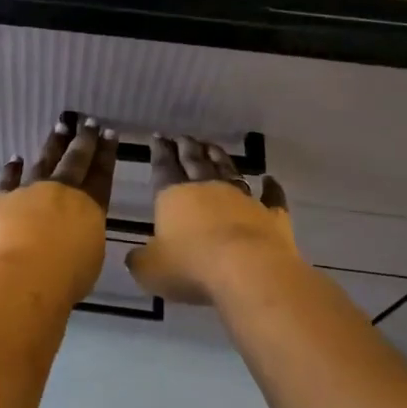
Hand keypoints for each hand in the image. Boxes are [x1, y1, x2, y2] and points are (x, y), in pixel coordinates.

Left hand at [0, 117, 118, 306]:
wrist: (21, 277)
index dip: (106, 153)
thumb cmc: (65, 277)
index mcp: (89, 207)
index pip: (101, 174)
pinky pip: (7, 179)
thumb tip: (78, 228)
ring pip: (43, 162)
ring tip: (59, 128)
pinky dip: (12, 168)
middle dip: (83, 140)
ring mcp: (29, 191)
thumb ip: (86, 235)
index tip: (108, 133)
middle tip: (87, 122)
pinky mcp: (1, 199)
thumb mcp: (90, 257)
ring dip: (53, 145)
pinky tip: (15, 158)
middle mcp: (61, 191)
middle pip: (75, 161)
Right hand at [127, 137, 297, 304]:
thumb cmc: (191, 267)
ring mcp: (242, 198)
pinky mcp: (272, 215)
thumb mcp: (151, 270)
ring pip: (229, 170)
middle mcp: (208, 189)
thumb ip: (140, 260)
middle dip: (187, 148)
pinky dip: (271, 187)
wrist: (248, 271)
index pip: (163, 167)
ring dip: (219, 157)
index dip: (159, 151)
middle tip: (182, 137)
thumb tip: (134, 257)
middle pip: (195, 162)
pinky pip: (272, 197)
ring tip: (211, 146)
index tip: (158, 136)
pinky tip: (270, 179)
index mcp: (174, 196)